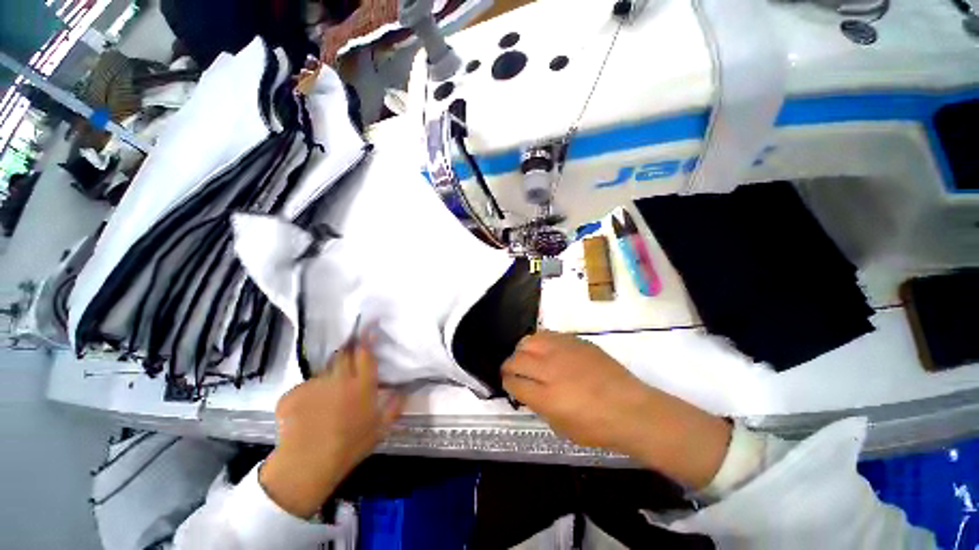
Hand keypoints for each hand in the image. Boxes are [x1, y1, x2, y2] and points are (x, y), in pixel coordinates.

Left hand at [260, 337, 404, 517]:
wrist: (306, 468)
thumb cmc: (349, 448)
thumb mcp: (379, 430)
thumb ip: (394, 407)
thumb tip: (403, 391)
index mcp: (362, 387)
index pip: (365, 354)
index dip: (367, 337)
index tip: (369, 326)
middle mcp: (339, 380)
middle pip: (344, 354)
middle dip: (348, 351)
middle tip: (348, 361)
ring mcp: (314, 385)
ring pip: (324, 372)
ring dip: (329, 378)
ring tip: (326, 400)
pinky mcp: (293, 393)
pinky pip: (304, 387)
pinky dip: (308, 395)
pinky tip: (308, 412)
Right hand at [502, 331, 730, 488]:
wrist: (631, 408)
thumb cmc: (598, 427)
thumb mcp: (561, 427)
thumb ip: (539, 406)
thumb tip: (527, 390)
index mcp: (546, 396)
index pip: (513, 382)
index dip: (507, 383)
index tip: (508, 384)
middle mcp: (551, 369)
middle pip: (517, 358)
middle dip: (509, 365)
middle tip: (512, 371)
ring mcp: (563, 351)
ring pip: (529, 340)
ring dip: (522, 350)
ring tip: (526, 357)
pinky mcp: (575, 341)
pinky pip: (548, 335)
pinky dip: (540, 342)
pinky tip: (546, 350)